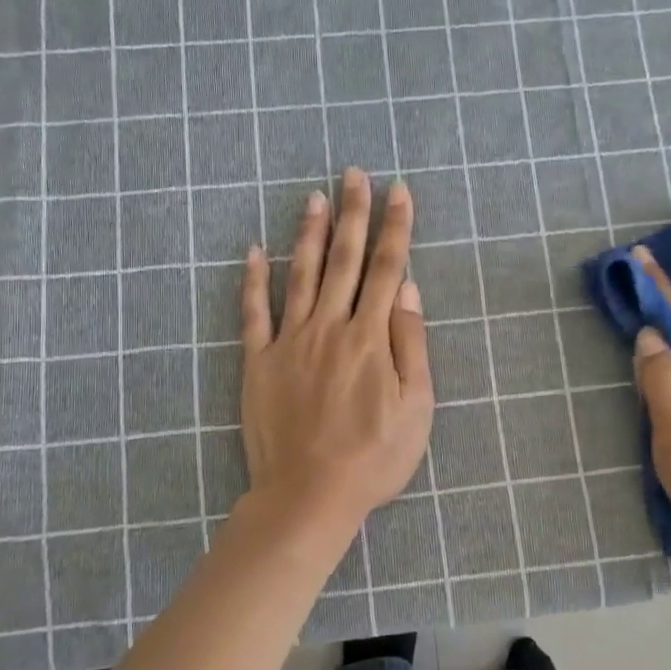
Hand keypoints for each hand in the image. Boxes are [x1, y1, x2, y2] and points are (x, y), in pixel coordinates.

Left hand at [239, 169, 433, 550]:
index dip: (396, 227)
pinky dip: (253, 279)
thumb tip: (407, 289)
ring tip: (315, 197)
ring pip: (303, 275)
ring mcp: (290, 342)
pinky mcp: (259, 362)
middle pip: (345, 259)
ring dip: (310, 233)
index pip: (387, 268)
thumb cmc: (374, 456)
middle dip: (353, 213)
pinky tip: (255, 250)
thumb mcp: (416, 406)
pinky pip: (254, 313)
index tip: (399, 191)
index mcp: (371, 337)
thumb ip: (411, 343)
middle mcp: (330, 327)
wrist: (309, 495)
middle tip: (354, 174)